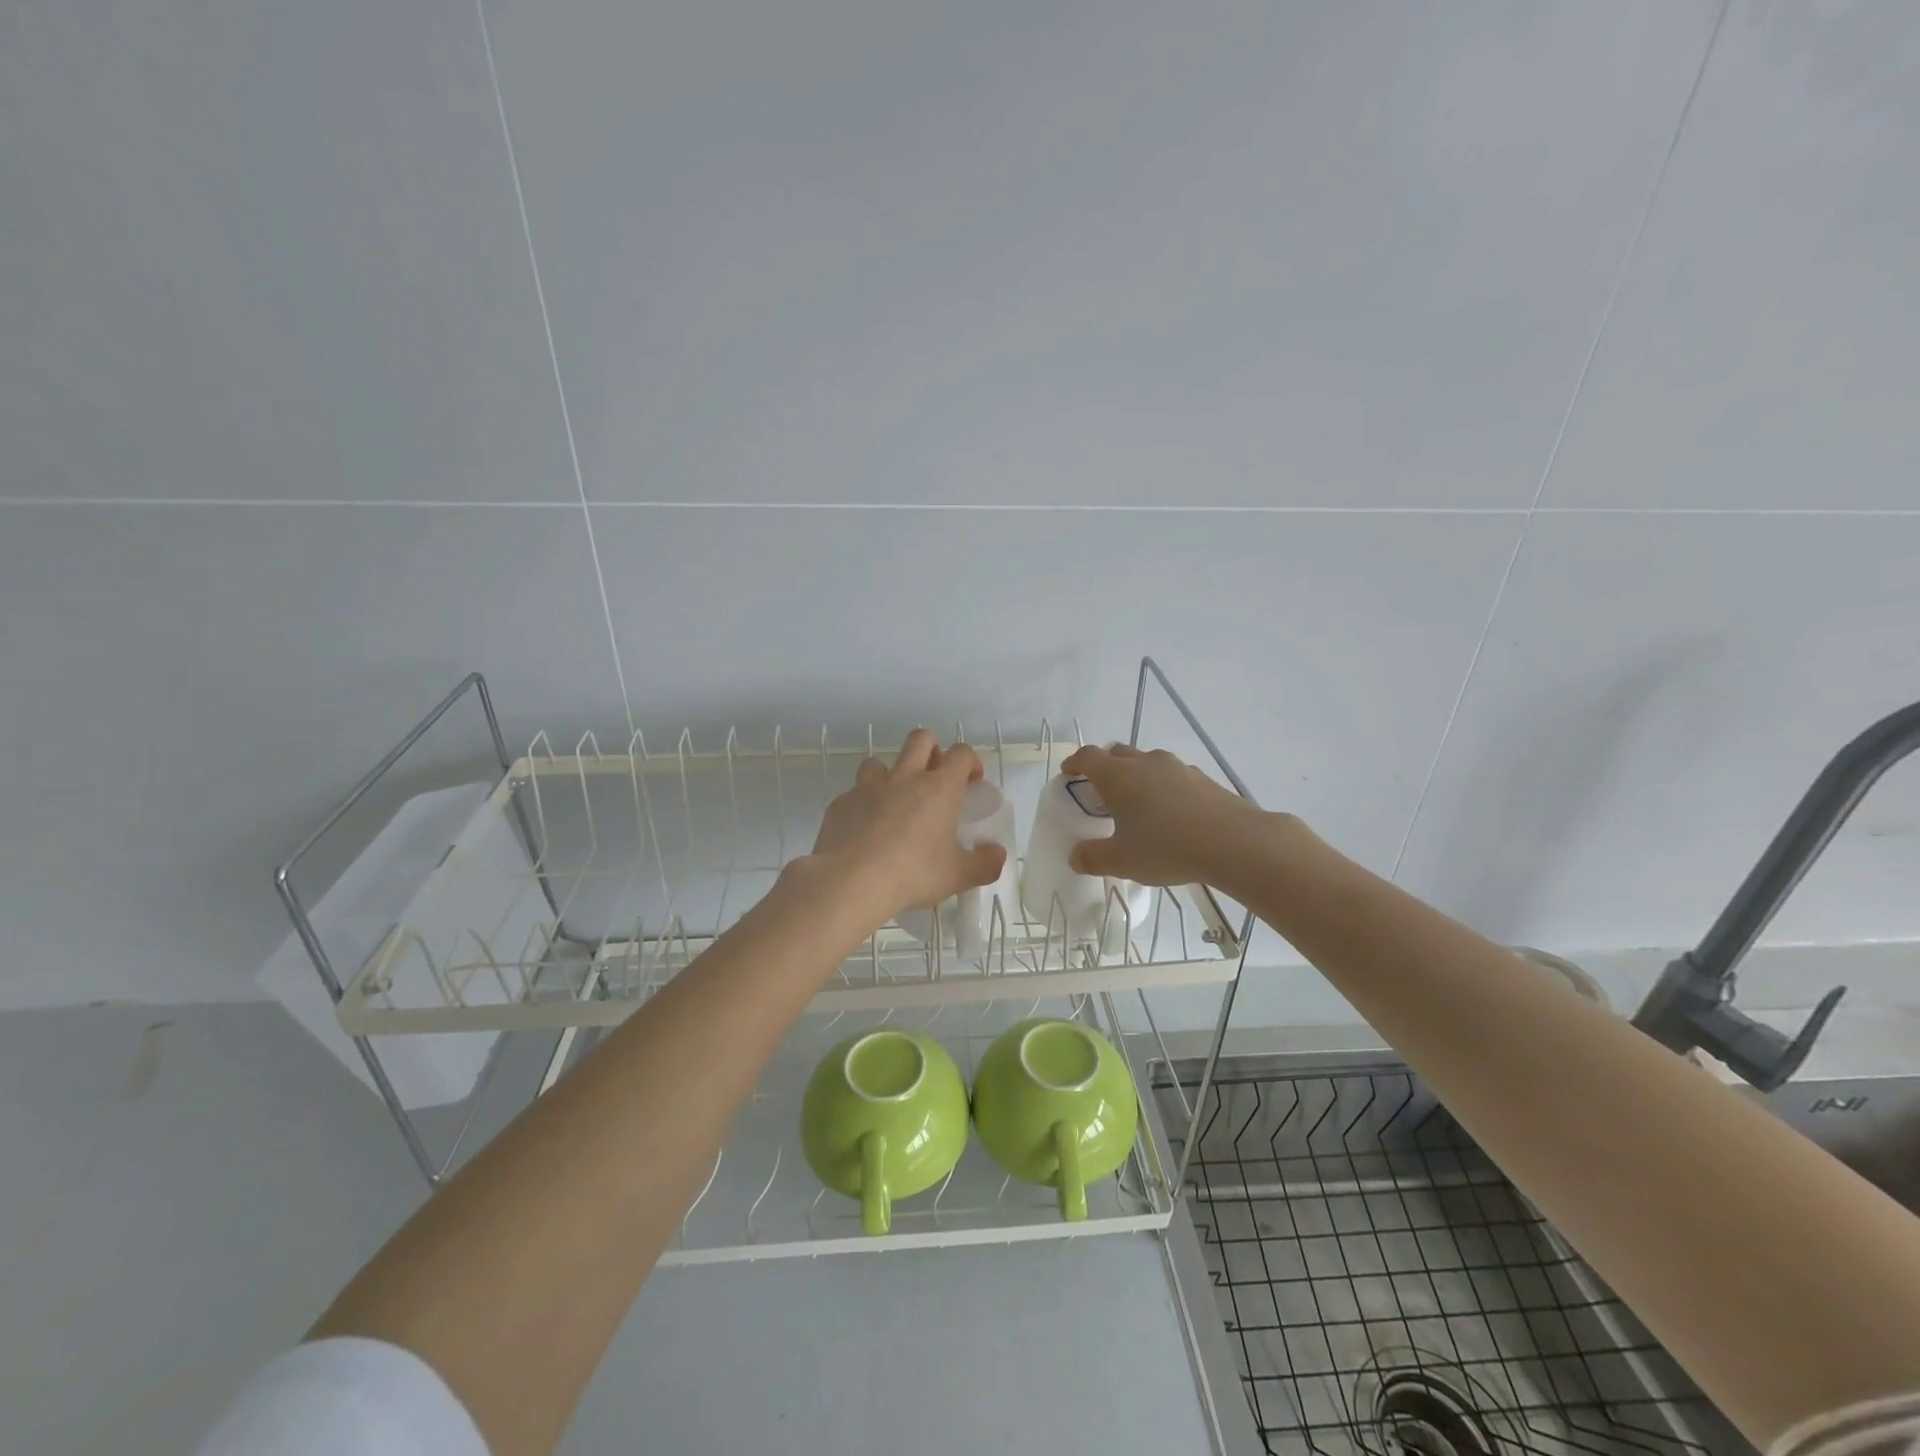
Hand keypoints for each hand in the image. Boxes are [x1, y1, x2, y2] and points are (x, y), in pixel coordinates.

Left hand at [810, 729, 1007, 921]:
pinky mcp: (840, 804)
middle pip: (920, 739)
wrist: (850, 881)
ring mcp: (867, 787)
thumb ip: (984, 863)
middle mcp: (904, 778)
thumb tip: (997, 855)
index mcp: (939, 788)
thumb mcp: (959, 875)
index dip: (970, 761)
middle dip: (931, 750)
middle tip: (934, 777)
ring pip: (878, 762)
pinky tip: (863, 830)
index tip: (972, 781)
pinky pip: (853, 794)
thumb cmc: (913, 873)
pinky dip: (861, 805)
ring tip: (893, 802)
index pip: (961, 754)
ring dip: (889, 774)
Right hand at [1059, 744, 1267, 887]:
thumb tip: (1075, 857)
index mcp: (1117, 776)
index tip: (1068, 773)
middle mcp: (1145, 763)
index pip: (1088, 757)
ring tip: (1137, 802)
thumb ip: (1093, 858)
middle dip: (1105, 766)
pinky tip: (1171, 812)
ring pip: (1147, 762)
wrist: (1234, 842)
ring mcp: (1177, 768)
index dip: (1074, 763)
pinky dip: (1163, 787)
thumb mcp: (1122, 861)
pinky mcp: (1203, 779)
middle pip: (1118, 753)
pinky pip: (1172, 776)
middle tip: (1100, 789)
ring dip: (1136, 775)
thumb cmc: (1167, 847)